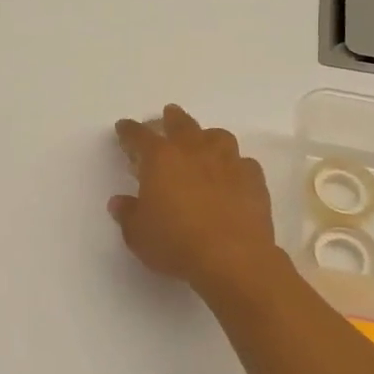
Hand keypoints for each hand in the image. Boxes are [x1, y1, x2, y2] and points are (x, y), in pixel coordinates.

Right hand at [108, 105, 284, 297]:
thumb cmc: (176, 243)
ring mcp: (228, 161)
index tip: (123, 127)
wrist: (233, 258)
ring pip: (216, 136)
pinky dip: (234, 165)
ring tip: (203, 142)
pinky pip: (242, 162)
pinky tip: (231, 175)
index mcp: (160, 158)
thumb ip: (128, 214)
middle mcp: (194, 150)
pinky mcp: (253, 178)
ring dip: (206, 136)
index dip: (129, 131)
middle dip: (170, 118)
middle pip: (181, 124)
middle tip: (167, 115)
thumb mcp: (138, 234)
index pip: (139, 136)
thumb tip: (120, 202)